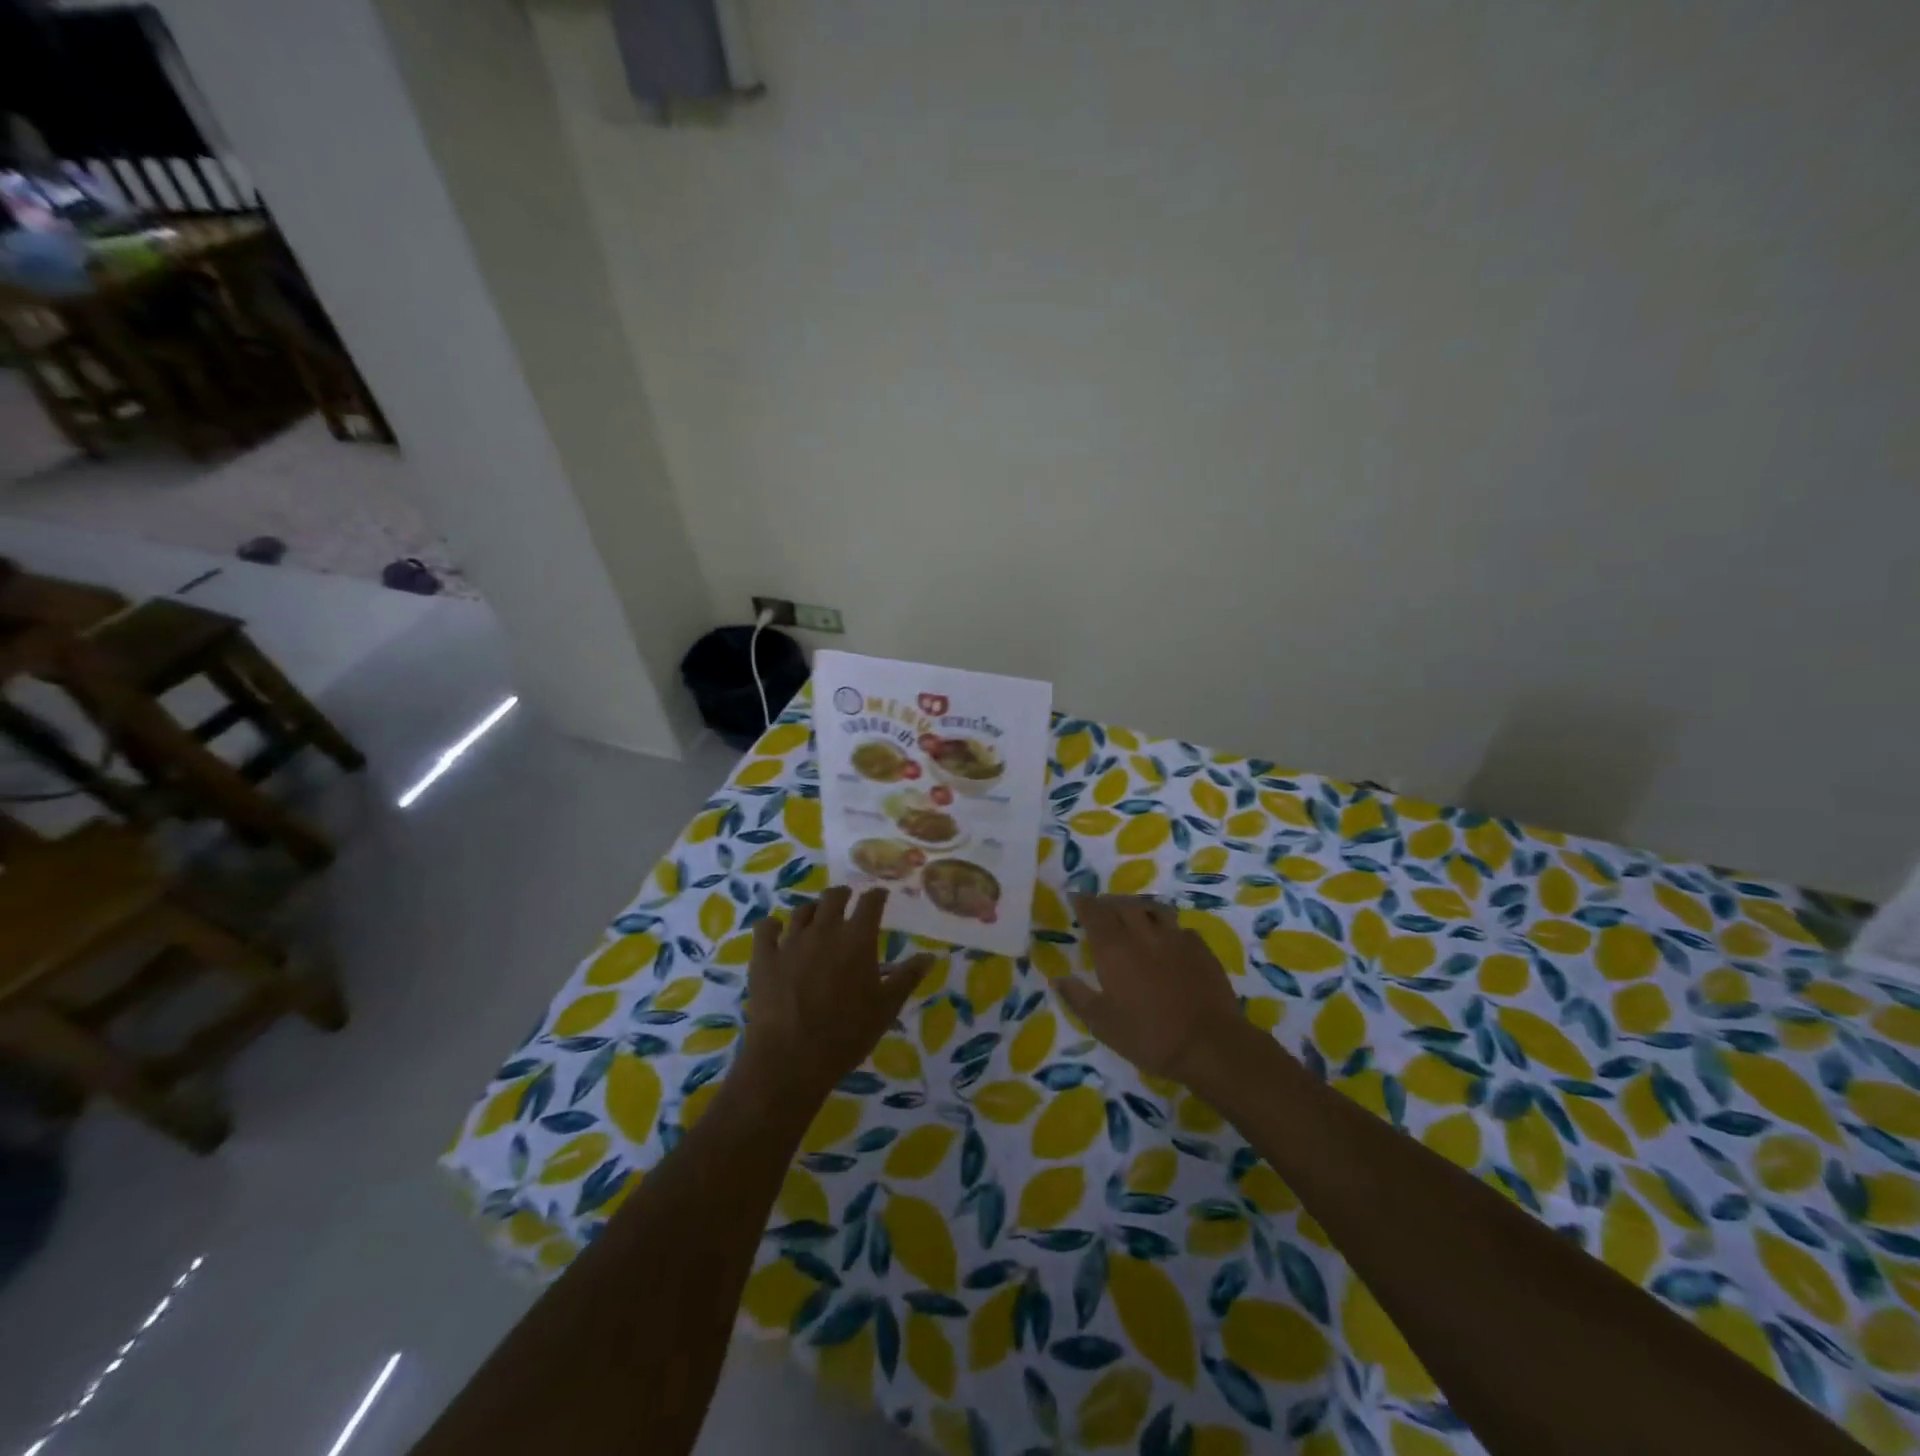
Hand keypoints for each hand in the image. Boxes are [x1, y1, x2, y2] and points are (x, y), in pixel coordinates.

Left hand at [737, 887, 933, 1108]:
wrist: (791, 1056)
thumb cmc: (847, 1033)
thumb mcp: (886, 1008)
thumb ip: (907, 977)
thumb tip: (929, 956)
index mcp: (857, 938)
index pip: (870, 902)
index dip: (876, 895)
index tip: (880, 895)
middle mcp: (825, 930)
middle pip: (833, 897)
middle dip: (843, 895)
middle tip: (847, 900)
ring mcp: (791, 941)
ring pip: (801, 911)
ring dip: (812, 910)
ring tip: (815, 916)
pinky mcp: (764, 957)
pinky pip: (765, 928)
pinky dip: (772, 925)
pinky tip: (775, 929)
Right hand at [1059, 895, 1245, 1083]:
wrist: (1209, 1045)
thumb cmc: (1149, 1036)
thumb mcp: (1103, 1024)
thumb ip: (1077, 997)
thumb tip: (1057, 978)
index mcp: (1114, 949)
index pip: (1094, 914)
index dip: (1083, 903)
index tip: (1076, 898)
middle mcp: (1142, 934)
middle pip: (1122, 905)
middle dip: (1109, 902)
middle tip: (1102, 908)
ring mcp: (1175, 937)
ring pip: (1153, 908)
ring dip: (1138, 907)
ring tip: (1133, 915)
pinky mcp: (1200, 948)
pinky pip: (1179, 927)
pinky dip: (1167, 927)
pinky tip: (1168, 940)